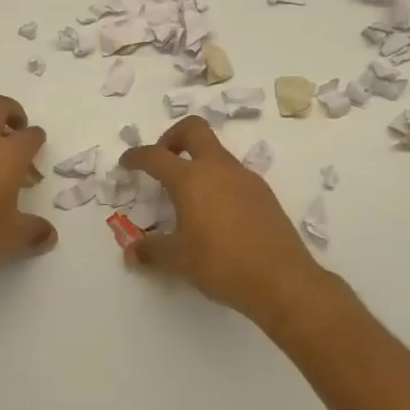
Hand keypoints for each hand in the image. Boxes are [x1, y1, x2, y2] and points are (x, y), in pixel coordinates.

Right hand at [121, 116, 349, 334]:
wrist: (282, 280)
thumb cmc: (221, 265)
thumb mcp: (178, 260)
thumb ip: (152, 251)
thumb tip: (131, 253)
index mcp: (191, 179)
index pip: (155, 156)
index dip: (136, 156)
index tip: (127, 162)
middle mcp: (218, 168)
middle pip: (193, 129)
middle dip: (172, 137)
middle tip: (162, 160)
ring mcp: (245, 178)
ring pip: (216, 151)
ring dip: (197, 161)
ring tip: (188, 195)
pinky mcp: (263, 192)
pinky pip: (233, 174)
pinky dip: (217, 180)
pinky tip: (216, 212)